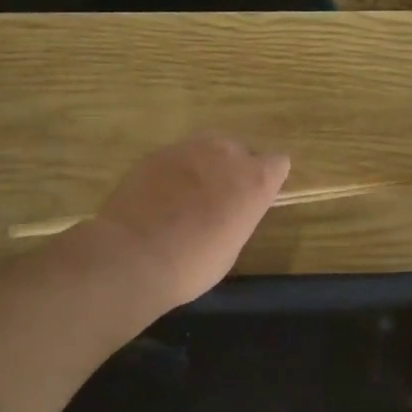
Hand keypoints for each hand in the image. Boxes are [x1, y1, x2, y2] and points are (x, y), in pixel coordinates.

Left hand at [87, 132, 290, 311]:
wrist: (134, 256)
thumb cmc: (193, 264)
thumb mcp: (232, 245)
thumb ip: (238, 214)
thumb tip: (228, 209)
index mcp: (255, 179)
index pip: (278, 163)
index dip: (267, 180)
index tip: (254, 200)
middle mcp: (226, 153)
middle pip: (240, 150)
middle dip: (233, 169)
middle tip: (218, 199)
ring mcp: (189, 148)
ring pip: (207, 147)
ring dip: (204, 166)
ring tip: (187, 195)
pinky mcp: (157, 153)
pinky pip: (176, 157)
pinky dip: (175, 172)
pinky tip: (160, 196)